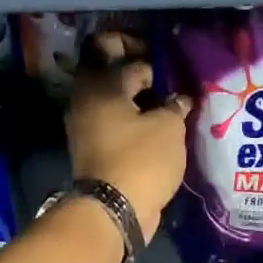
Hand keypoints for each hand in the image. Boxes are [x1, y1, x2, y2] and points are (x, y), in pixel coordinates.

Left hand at [68, 33, 192, 242]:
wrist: (113, 211)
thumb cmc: (141, 160)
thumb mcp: (169, 127)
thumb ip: (175, 105)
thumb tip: (179, 100)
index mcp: (100, 84)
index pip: (122, 52)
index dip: (151, 55)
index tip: (174, 66)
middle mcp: (85, 99)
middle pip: (109, 70)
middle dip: (138, 70)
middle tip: (167, 80)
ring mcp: (84, 124)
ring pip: (111, 97)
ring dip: (137, 97)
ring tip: (168, 105)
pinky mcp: (91, 147)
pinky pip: (112, 121)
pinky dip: (131, 119)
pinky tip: (158, 126)